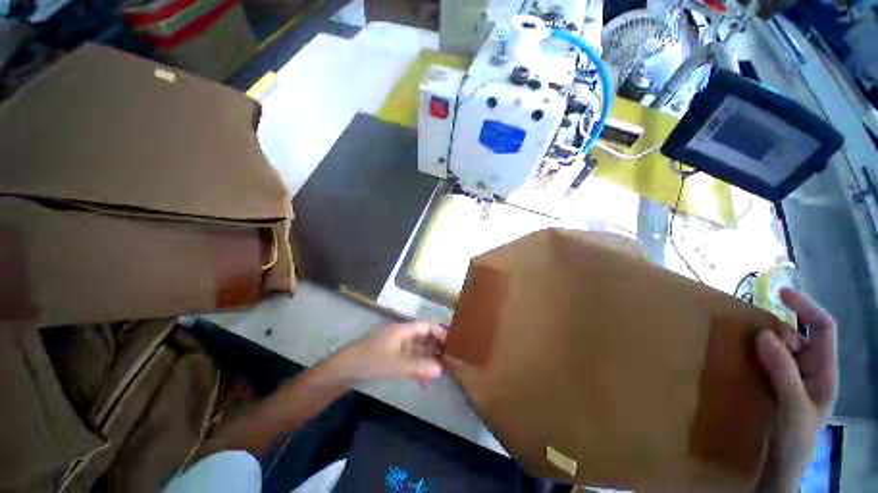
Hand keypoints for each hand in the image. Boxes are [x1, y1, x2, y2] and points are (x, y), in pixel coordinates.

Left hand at [331, 322, 447, 384]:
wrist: (344, 369)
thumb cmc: (371, 361)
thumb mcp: (397, 365)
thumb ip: (419, 367)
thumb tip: (442, 370)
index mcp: (403, 330)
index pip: (426, 326)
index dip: (440, 333)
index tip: (453, 344)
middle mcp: (401, 334)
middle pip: (423, 337)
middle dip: (436, 349)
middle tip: (450, 361)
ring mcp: (395, 345)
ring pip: (417, 350)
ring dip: (428, 360)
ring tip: (440, 373)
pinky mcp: (390, 355)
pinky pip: (408, 359)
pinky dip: (417, 367)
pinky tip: (423, 381)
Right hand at [755, 288, 837, 492]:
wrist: (780, 465)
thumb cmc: (794, 438)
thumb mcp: (793, 407)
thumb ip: (783, 372)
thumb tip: (764, 334)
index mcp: (824, 371)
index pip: (822, 328)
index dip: (806, 307)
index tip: (781, 293)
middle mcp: (809, 368)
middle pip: (796, 336)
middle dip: (777, 332)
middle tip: (755, 341)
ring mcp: (790, 376)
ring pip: (778, 347)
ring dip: (762, 342)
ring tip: (745, 348)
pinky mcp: (773, 383)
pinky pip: (764, 359)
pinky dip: (753, 353)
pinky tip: (742, 358)